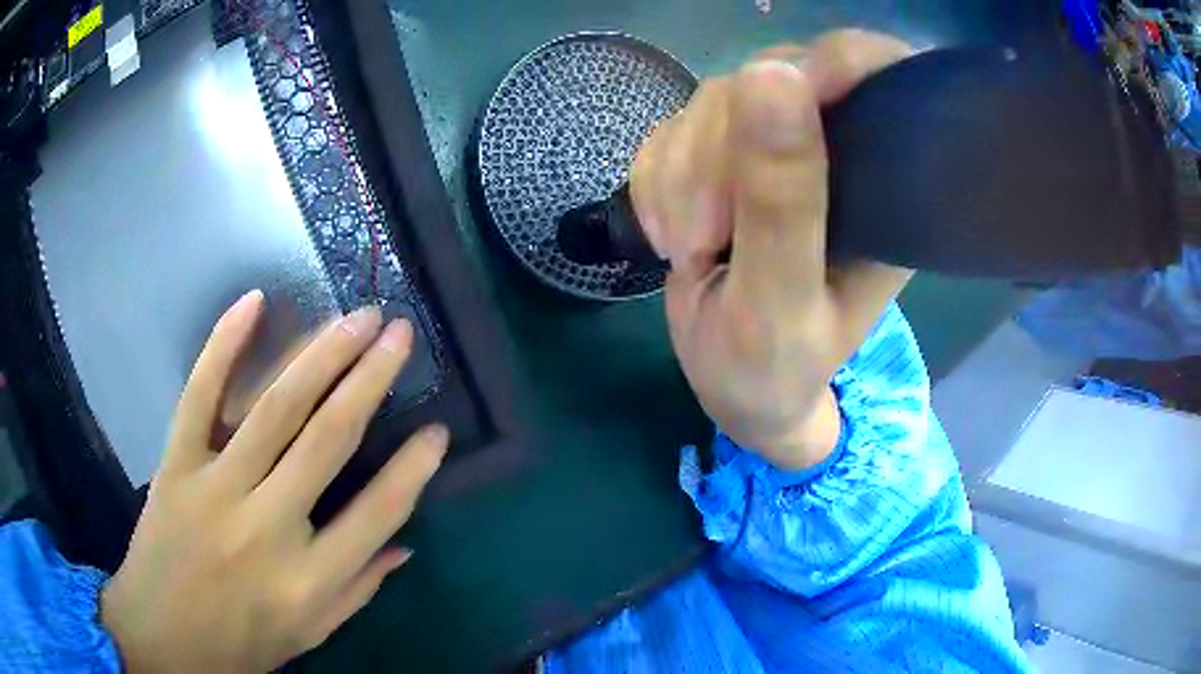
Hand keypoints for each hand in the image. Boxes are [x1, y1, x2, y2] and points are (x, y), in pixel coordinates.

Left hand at [101, 291, 448, 672]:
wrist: (162, 638)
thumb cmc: (241, 644)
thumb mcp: (310, 633)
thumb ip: (358, 588)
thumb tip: (405, 544)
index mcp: (308, 581)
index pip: (377, 513)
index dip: (413, 469)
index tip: (438, 430)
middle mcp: (266, 529)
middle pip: (327, 441)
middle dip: (369, 380)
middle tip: (400, 333)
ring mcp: (214, 489)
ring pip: (274, 409)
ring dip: (320, 355)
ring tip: (356, 317)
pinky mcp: (175, 465)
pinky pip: (199, 396)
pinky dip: (223, 346)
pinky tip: (253, 302)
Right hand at [630, 30, 913, 469]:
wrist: (732, 388)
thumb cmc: (773, 368)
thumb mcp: (781, 300)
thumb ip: (783, 200)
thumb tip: (771, 75)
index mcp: (885, 186)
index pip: (879, 75)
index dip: (832, 64)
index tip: (772, 100)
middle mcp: (837, 152)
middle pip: (772, 79)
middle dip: (717, 155)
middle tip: (704, 239)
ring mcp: (776, 148)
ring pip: (712, 102)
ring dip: (680, 178)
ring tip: (690, 252)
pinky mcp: (724, 156)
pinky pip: (672, 130)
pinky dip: (656, 184)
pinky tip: (672, 236)